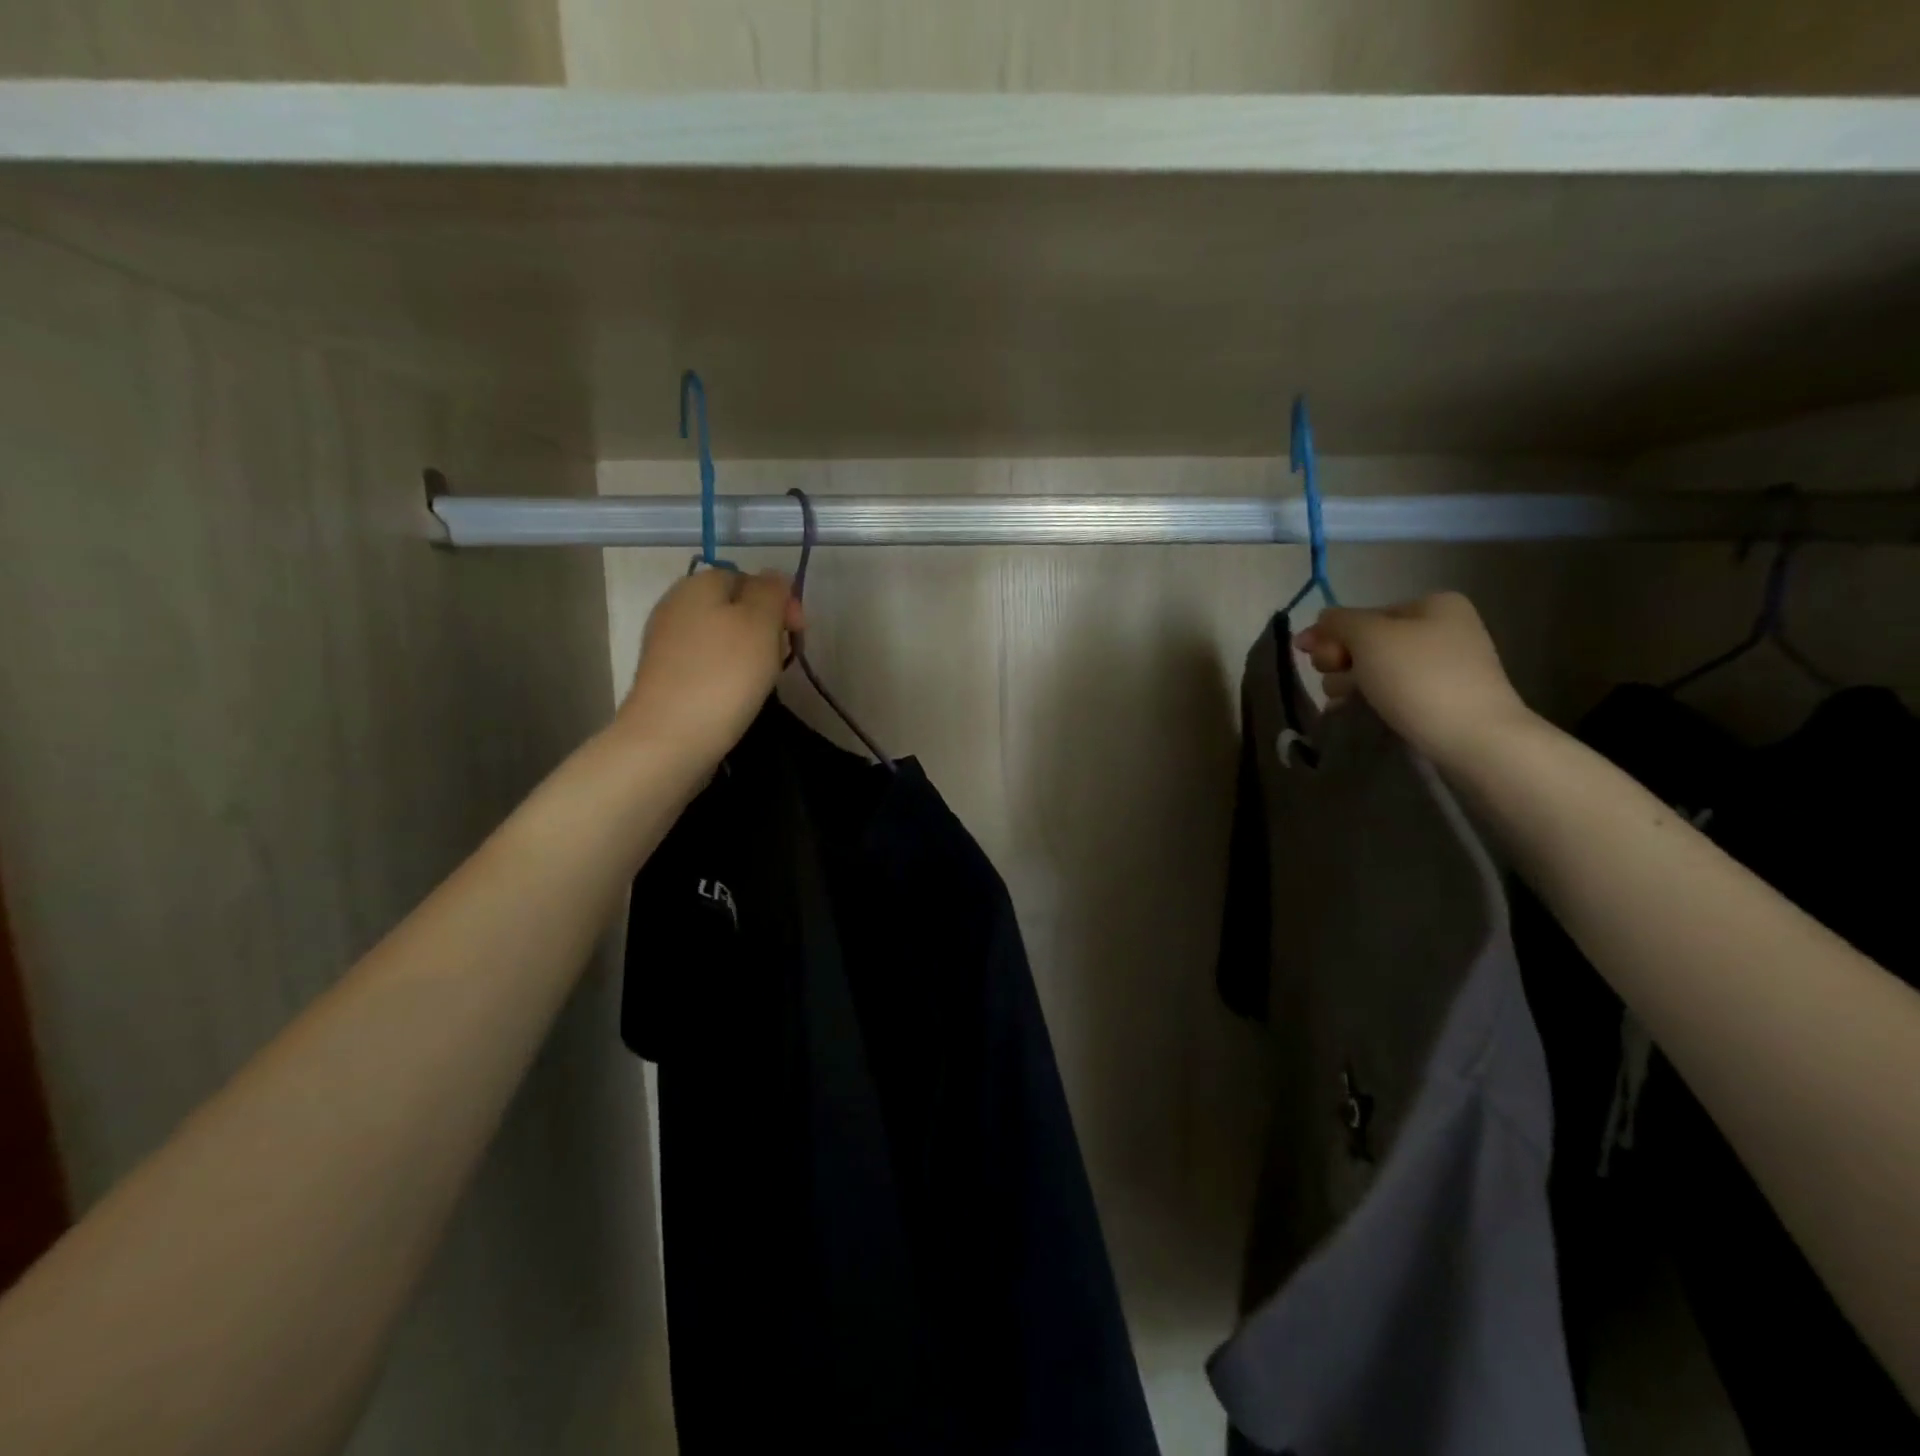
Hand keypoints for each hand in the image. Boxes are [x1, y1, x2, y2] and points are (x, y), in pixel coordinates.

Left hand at [614, 568, 803, 768]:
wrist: (670, 738)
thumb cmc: (724, 675)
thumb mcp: (761, 622)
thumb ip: (772, 591)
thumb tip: (773, 578)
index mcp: (698, 584)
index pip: (749, 578)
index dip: (779, 601)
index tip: (797, 632)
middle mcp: (676, 606)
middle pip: (734, 608)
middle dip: (765, 629)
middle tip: (780, 658)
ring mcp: (666, 643)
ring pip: (722, 637)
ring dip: (748, 654)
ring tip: (761, 681)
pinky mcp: (665, 677)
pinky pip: (707, 664)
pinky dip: (726, 675)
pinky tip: (736, 696)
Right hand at [1294, 592, 1535, 768]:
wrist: (1474, 737)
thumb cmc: (1418, 677)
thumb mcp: (1368, 637)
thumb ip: (1338, 621)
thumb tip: (1322, 619)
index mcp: (1432, 604)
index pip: (1362, 614)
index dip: (1331, 634)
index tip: (1310, 656)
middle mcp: (1442, 628)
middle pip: (1367, 641)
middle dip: (1340, 660)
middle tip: (1334, 681)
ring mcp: (1444, 665)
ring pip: (1375, 667)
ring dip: (1349, 681)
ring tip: (1343, 701)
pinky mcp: (1441, 698)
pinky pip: (1393, 690)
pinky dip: (1370, 698)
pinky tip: (1353, 710)